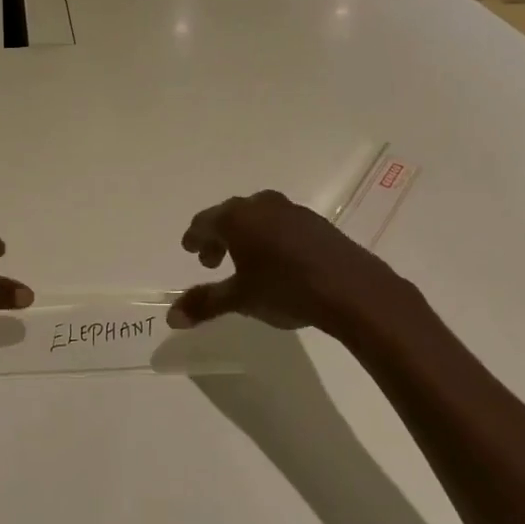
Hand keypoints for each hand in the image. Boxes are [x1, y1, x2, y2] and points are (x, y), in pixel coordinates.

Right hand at [168, 190, 395, 335]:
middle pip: (230, 216)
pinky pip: (282, 224)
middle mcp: (262, 205)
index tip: (191, 251)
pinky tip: (278, 262)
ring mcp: (292, 211)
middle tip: (213, 262)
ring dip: (245, 237)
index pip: (204, 222)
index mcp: (236, 218)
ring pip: (258, 218)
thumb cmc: (286, 289)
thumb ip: (205, 304)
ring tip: (246, 263)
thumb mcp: (240, 299)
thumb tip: (171, 317)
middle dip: (218, 238)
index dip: (195, 238)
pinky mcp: (317, 223)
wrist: (353, 290)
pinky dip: (270, 238)